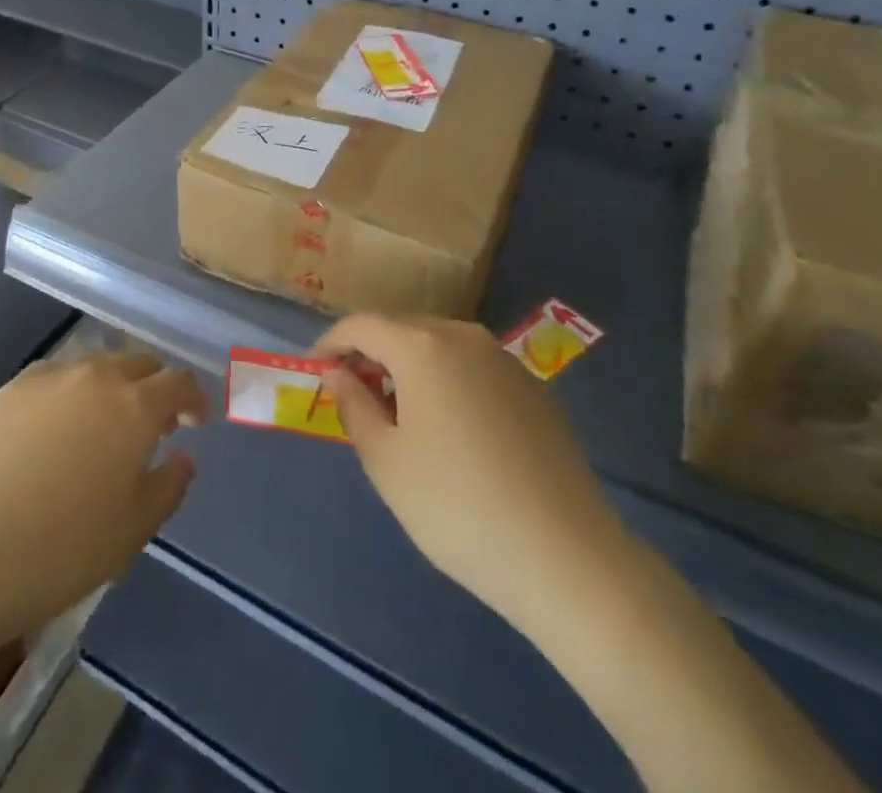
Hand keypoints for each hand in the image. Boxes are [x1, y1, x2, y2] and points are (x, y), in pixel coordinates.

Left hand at [0, 352, 207, 653]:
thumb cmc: (61, 552)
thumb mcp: (132, 531)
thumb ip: (169, 486)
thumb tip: (183, 456)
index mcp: (134, 407)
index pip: (179, 382)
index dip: (193, 399)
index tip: (195, 421)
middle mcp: (96, 377)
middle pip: (139, 363)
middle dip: (154, 387)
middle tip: (152, 424)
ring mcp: (49, 379)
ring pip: (96, 365)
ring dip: (113, 385)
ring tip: (104, 423)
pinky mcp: (10, 389)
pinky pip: (56, 376)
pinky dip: (71, 391)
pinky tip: (57, 426)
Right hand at [316, 316, 633, 635]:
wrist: (567, 557)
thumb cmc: (457, 507)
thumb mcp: (386, 461)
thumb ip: (354, 405)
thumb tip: (338, 373)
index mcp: (422, 346)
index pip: (362, 324)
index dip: (332, 342)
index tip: (314, 370)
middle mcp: (464, 336)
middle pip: (403, 328)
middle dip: (371, 353)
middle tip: (352, 393)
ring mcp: (504, 360)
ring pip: (440, 346)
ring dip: (409, 366)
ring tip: (398, 412)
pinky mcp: (533, 389)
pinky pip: (473, 368)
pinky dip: (446, 380)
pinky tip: (451, 429)